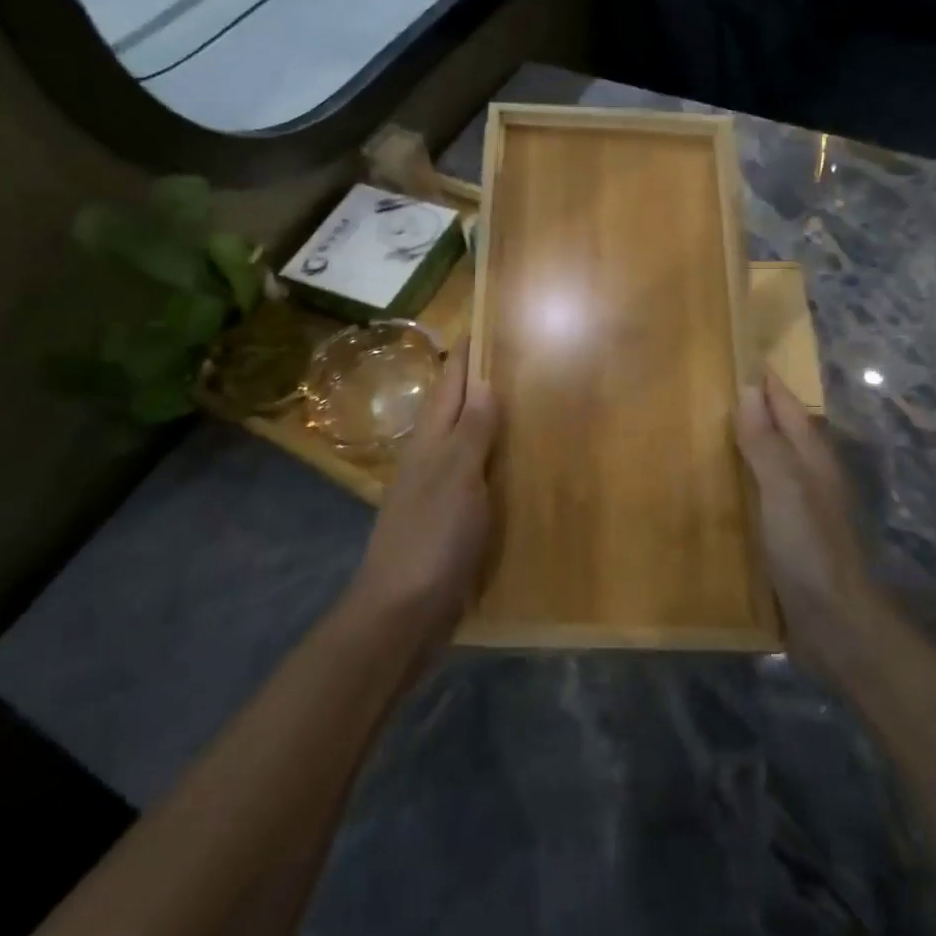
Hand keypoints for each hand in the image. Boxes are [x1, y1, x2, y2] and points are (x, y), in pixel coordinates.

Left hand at [347, 339, 498, 643]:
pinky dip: (496, 466)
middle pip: (458, 409)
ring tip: (532, 407)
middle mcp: (431, 458)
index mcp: (430, 440)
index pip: (451, 383)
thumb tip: (485, 382)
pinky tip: (520, 471)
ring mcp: (437, 492)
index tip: (490, 323)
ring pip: (468, 444)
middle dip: (484, 383)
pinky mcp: (448, 522)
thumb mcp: (457, 477)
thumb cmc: (432, 537)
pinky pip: (477, 480)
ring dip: (492, 424)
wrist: (402, 613)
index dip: (468, 354)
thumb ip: (472, 431)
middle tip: (526, 361)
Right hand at [736, 373, 873, 671]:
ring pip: (771, 461)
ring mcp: (799, 508)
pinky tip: (717, 487)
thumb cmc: (808, 547)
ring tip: (705, 429)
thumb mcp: (784, 487)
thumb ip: (766, 441)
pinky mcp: (787, 536)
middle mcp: (809, 477)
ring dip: (746, 443)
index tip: (740, 354)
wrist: (834, 621)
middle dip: (755, 408)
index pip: (788, 407)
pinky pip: (760, 493)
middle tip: (712, 387)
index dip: (767, 383)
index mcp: (812, 458)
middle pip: (782, 431)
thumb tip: (749, 389)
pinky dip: (741, 479)